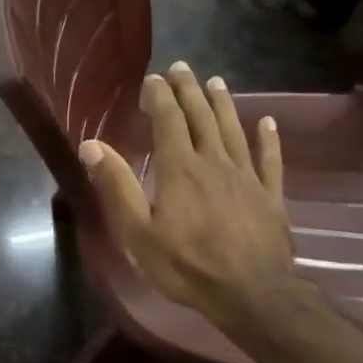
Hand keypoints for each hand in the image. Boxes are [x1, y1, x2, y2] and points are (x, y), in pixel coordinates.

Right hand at [78, 62, 303, 338]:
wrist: (251, 294)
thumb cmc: (186, 265)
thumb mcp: (137, 231)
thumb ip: (116, 185)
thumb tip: (91, 145)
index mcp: (179, 169)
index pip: (168, 121)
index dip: (160, 96)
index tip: (152, 78)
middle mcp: (214, 162)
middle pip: (201, 117)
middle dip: (189, 90)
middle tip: (182, 68)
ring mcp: (246, 177)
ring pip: (234, 131)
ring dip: (224, 104)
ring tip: (216, 82)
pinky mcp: (271, 196)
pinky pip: (270, 160)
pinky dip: (269, 139)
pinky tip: (268, 123)